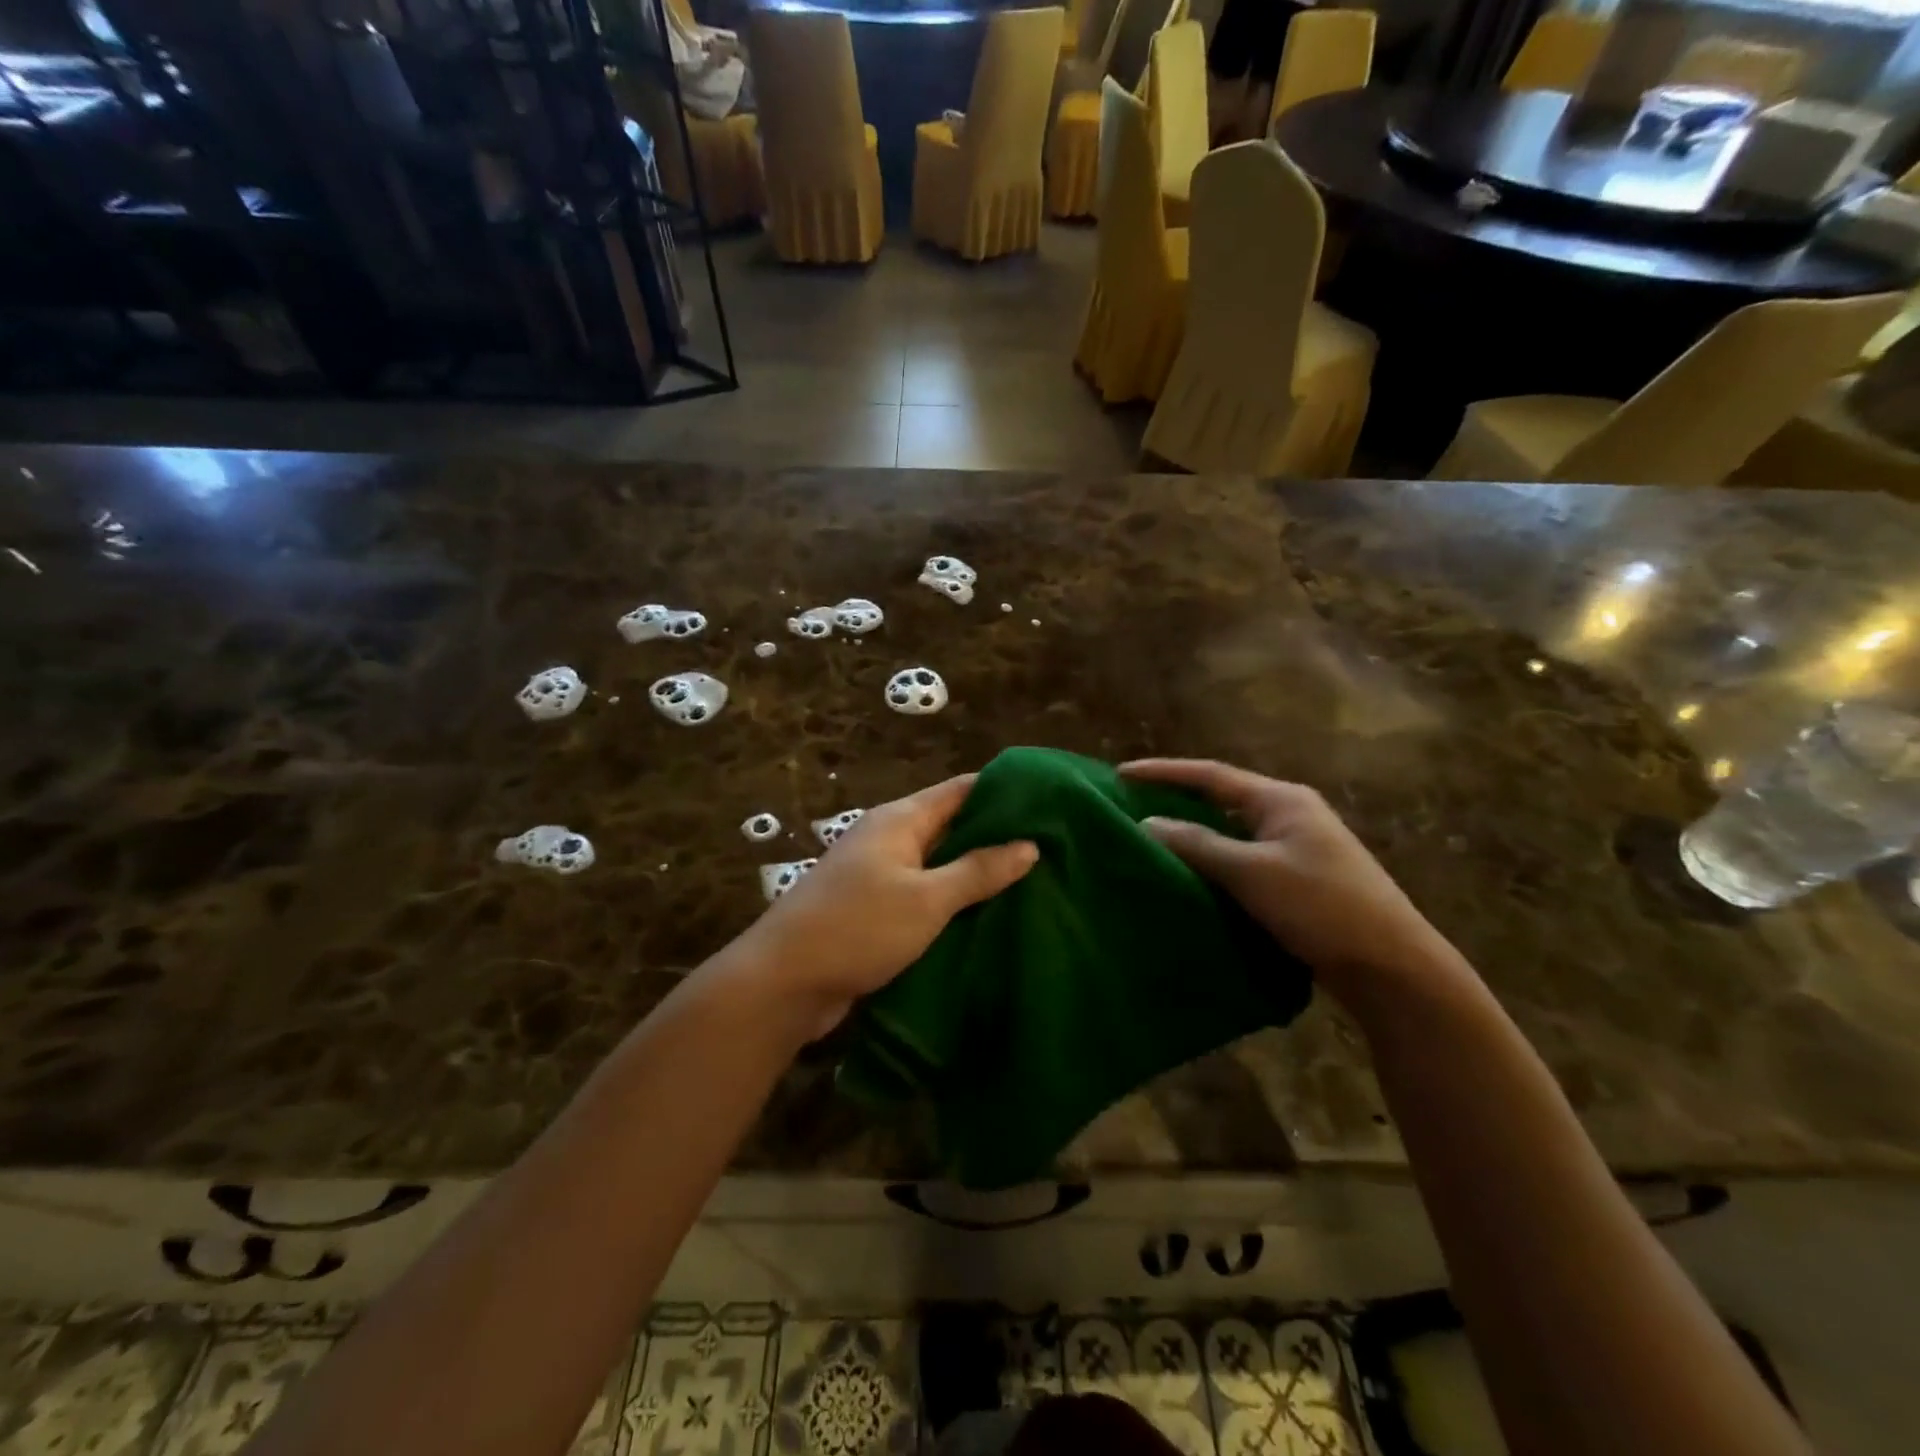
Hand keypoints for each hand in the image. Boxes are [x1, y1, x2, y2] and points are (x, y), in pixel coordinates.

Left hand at [727, 775, 1036, 1036]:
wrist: (783, 982)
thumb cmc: (859, 927)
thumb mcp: (927, 898)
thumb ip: (978, 871)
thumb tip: (1029, 844)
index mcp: (899, 820)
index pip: (960, 790)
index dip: (1001, 790)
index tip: (1047, 801)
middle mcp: (888, 837)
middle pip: (949, 825)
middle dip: (994, 835)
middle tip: (1049, 847)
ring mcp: (877, 874)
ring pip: (936, 863)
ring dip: (973, 872)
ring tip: (1030, 882)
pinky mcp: (872, 908)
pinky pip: (921, 894)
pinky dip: (950, 900)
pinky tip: (984, 917)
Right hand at [1122, 759, 1468, 1014]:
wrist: (1393, 968)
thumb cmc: (1321, 907)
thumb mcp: (1252, 872)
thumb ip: (1197, 844)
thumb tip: (1147, 823)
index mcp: (1281, 800)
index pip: (1211, 775)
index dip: (1164, 772)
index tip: (1120, 773)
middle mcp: (1289, 814)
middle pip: (1221, 798)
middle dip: (1176, 799)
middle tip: (1131, 804)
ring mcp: (1297, 847)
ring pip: (1231, 831)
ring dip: (1194, 833)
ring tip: (1151, 838)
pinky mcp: (1298, 879)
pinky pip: (1243, 858)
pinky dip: (1213, 861)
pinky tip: (1190, 875)